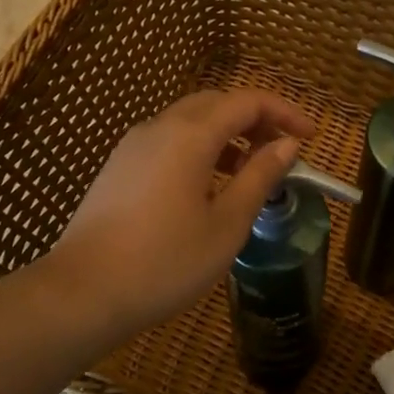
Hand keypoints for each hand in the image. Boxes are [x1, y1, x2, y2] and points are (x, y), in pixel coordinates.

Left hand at [47, 89, 315, 339]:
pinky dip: (199, 148)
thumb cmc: (165, 262)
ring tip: (251, 169)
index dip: (284, 112)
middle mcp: (160, 127)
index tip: (310, 136)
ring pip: (189, 120)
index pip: (247, 102)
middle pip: (216, 103)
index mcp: (190, 135)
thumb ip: (259, 178)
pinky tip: (208, 185)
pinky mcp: (119, 166)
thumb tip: (287, 145)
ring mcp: (134, 145)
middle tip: (283, 148)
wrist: (82, 292)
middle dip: (255, 118)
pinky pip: (168, 141)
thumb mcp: (226, 225)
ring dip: (226, 134)